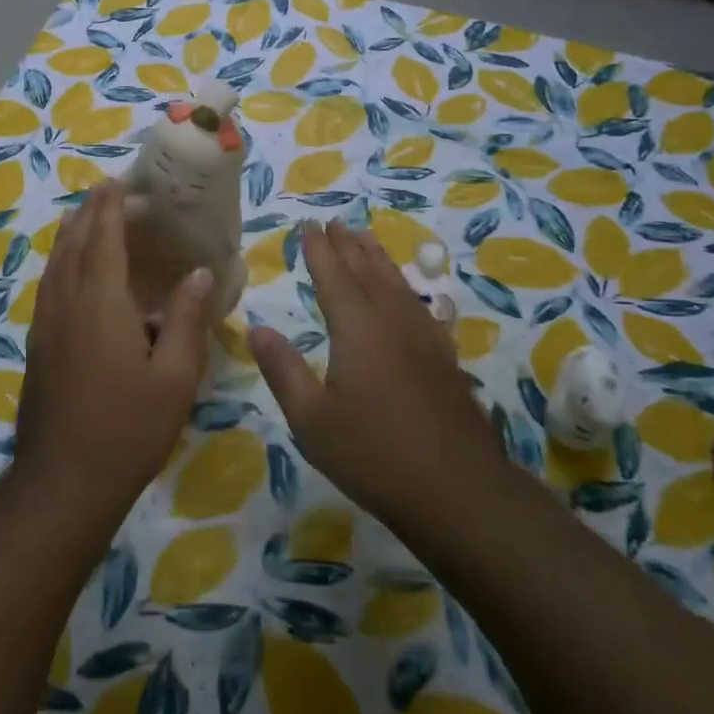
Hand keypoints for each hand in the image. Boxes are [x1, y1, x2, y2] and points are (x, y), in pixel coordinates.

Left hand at [14, 182, 214, 525]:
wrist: (63, 479)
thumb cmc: (128, 429)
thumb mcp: (175, 378)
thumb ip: (187, 321)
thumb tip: (198, 274)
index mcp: (100, 303)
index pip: (103, 240)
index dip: (109, 209)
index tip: (115, 184)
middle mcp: (66, 304)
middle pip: (73, 245)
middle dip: (87, 214)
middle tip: (103, 192)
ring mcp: (46, 325)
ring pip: (55, 266)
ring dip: (69, 236)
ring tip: (82, 219)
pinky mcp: (37, 346)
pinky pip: (49, 287)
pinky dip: (60, 264)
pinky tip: (69, 273)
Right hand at [250, 222, 507, 530]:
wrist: (457, 490)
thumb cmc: (373, 454)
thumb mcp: (311, 419)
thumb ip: (283, 369)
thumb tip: (256, 329)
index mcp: (357, 329)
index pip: (333, 276)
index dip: (318, 249)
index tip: (307, 225)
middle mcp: (392, 321)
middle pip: (367, 271)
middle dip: (347, 245)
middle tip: (333, 222)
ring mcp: (424, 338)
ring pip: (398, 284)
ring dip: (377, 258)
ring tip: (365, 238)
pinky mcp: (444, 358)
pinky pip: (420, 306)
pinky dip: (406, 288)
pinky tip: (408, 294)